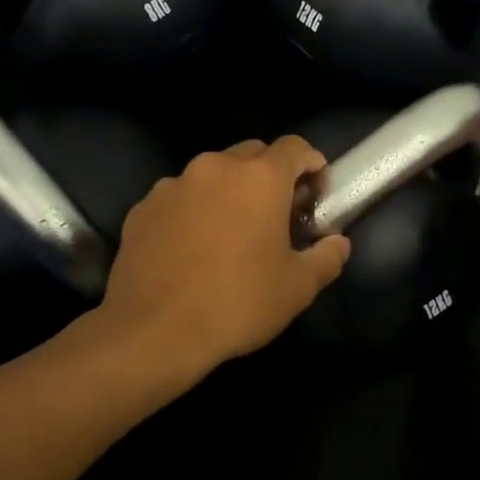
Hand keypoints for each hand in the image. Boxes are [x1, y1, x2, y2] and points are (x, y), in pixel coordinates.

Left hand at [101, 137, 351, 372]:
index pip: (294, 147)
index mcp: (259, 178)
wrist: (155, 332)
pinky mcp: (142, 209)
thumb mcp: (298, 287)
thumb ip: (327, 257)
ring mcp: (172, 186)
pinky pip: (178, 199)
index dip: (311, 164)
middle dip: (269, 176)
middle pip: (251, 154)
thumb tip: (337, 243)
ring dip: (228, 193)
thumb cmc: (238, 303)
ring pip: (211, 175)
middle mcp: (214, 168)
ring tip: (230, 233)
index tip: (315, 193)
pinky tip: (192, 250)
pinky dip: (192, 212)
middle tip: (277, 214)